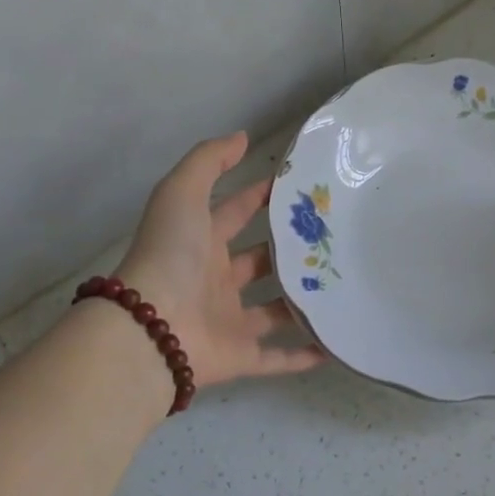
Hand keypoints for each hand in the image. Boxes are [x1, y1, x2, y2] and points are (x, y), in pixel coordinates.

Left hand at [115, 132, 323, 387]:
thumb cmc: (170, 255)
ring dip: (301, 300)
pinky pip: (276, 358)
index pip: (235, 214)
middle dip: (289, 250)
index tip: (302, 189)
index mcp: (200, 243)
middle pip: (258, 262)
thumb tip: (242, 137)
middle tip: (334, 238)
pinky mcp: (239, 356)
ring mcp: (227, 321)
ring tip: (343, 286)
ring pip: (272, 310)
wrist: (151, 328)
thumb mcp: (182, 193)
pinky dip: (304, 355)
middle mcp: (214, 281)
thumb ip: (209, 161)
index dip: (261, 197)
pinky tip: (336, 343)